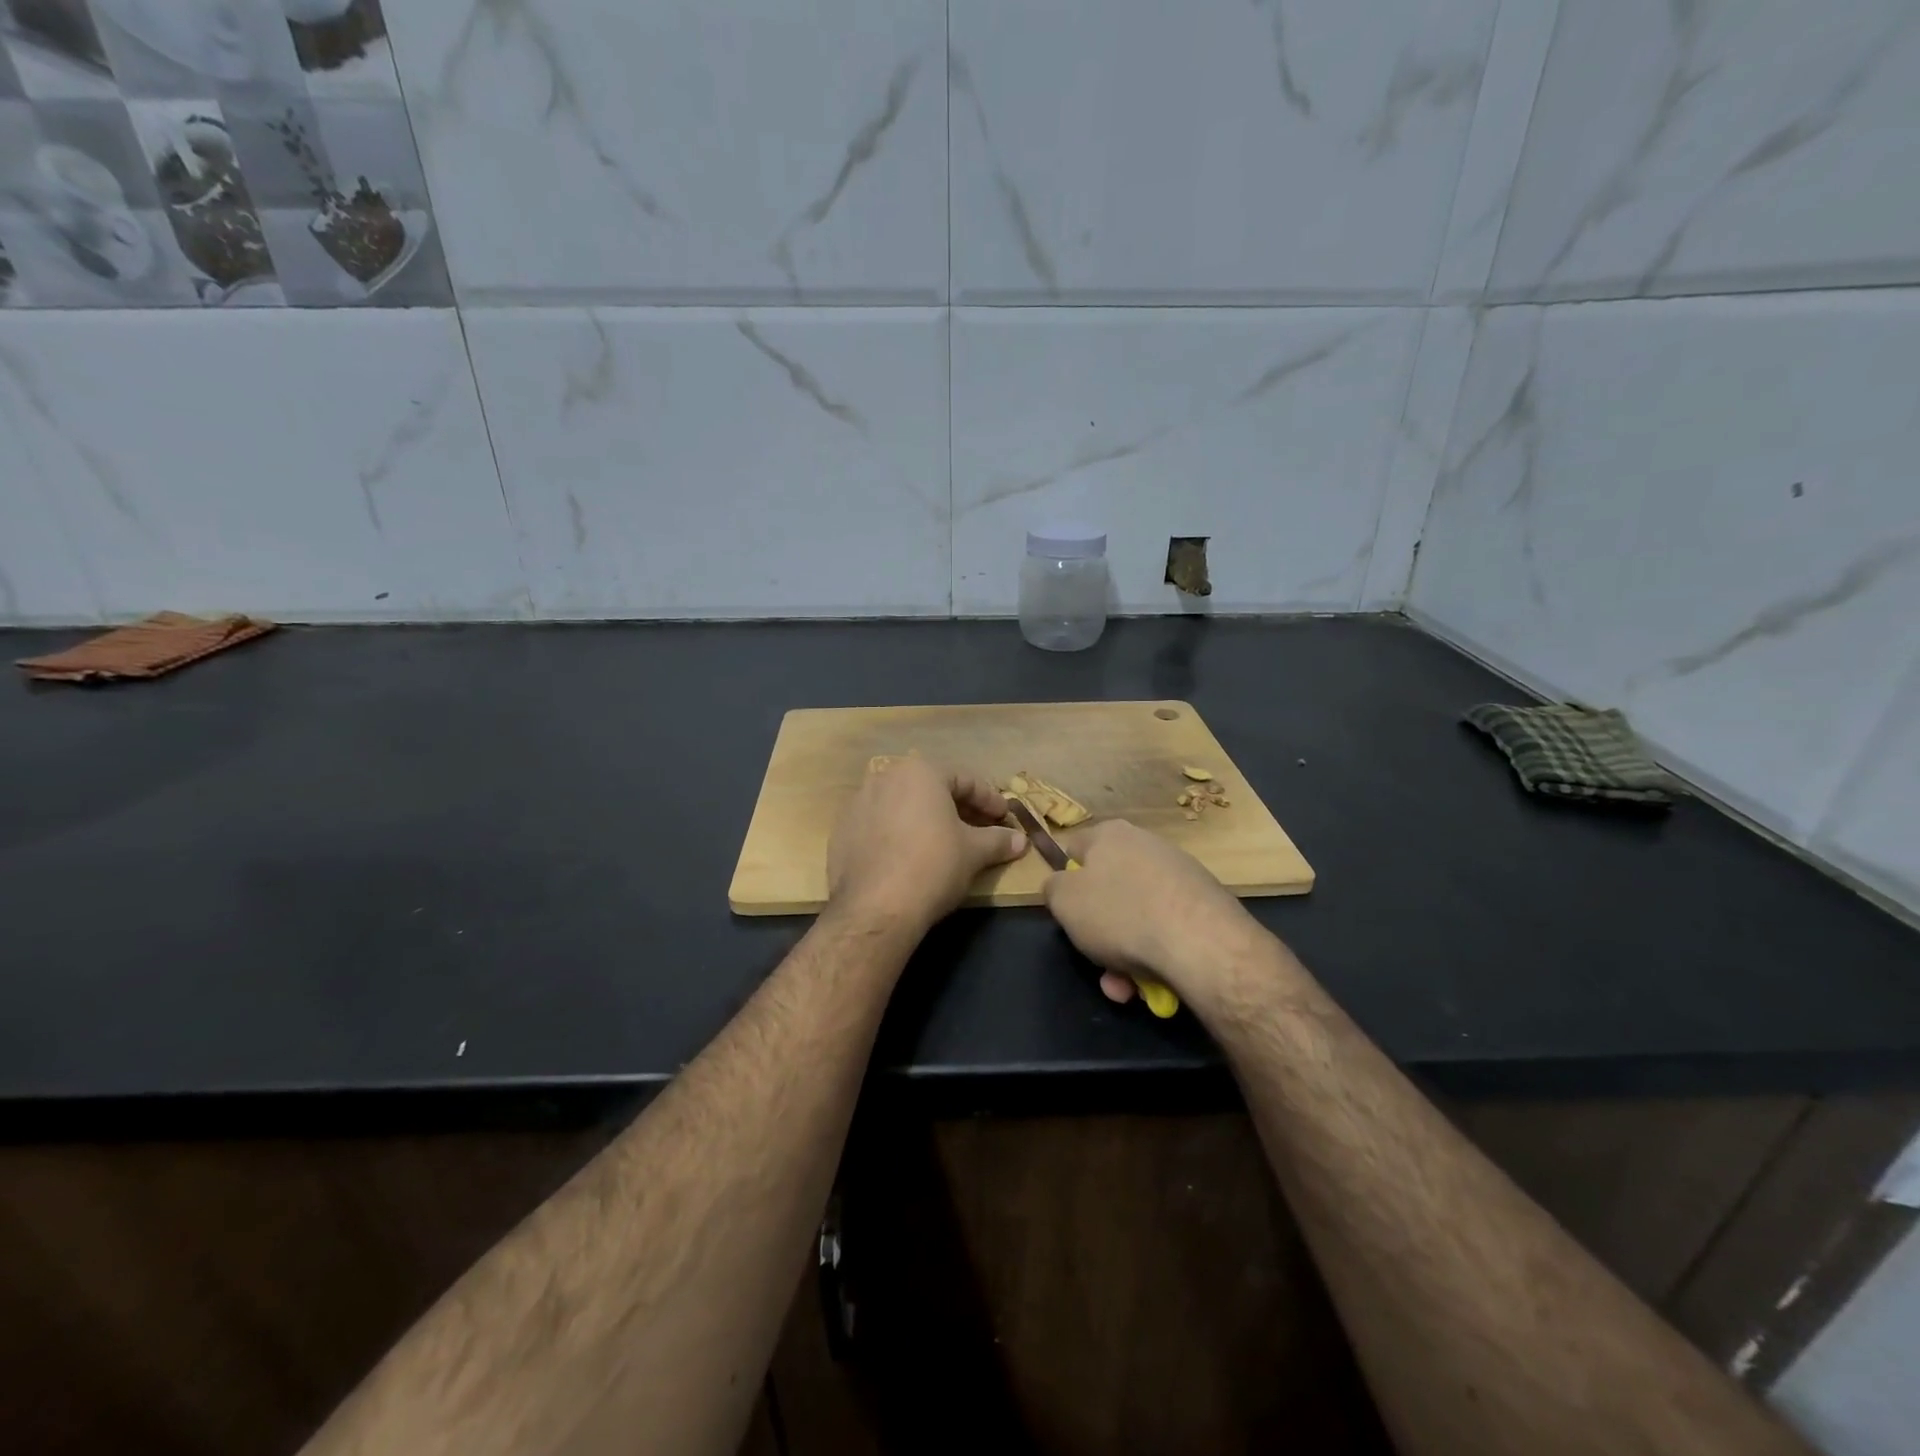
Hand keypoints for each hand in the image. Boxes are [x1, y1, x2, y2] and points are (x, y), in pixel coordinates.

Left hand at [827, 756, 1027, 930]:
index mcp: (920, 772)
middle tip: (980, 830)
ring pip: (902, 805)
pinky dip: (899, 834)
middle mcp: (885, 777)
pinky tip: (910, 858)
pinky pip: (879, 825)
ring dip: (926, 820)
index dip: (990, 800)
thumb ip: (998, 840)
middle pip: (931, 789)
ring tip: (945, 844)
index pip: (965, 779)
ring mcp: (858, 803)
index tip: (1004, 819)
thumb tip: (1020, 840)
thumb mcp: (974, 853)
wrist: (874, 908)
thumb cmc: (933, 866)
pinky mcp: (841, 831)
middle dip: (958, 808)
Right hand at [1045, 820, 1262, 1009]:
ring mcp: (1180, 875)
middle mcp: (1147, 846)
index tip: (1067, 914)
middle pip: (1109, 891)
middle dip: (1099, 934)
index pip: (1075, 849)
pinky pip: (1167, 930)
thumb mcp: (1063, 901)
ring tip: (1127, 988)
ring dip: (1125, 955)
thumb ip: (1053, 888)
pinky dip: (1157, 956)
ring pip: (1137, 918)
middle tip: (1098, 966)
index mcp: (1110, 834)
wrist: (1202, 943)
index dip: (1066, 881)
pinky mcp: (1206, 905)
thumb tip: (1061, 885)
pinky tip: (1156, 984)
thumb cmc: (1120, 913)